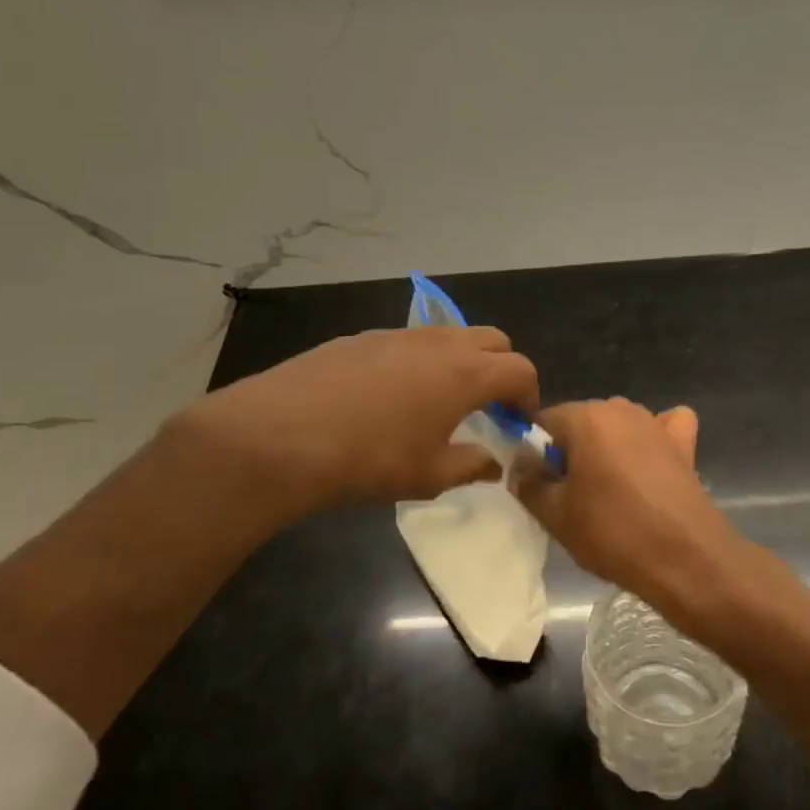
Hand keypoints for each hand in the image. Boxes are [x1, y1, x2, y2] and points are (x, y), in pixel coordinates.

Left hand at [172, 326, 537, 520]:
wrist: (280, 436)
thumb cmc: (370, 460)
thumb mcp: (429, 476)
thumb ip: (471, 465)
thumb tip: (493, 463)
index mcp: (466, 373)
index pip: (520, 370)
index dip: (528, 395)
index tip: (518, 421)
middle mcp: (438, 342)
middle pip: (492, 339)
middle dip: (501, 369)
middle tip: (487, 406)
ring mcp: (396, 334)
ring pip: (448, 335)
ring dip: (459, 361)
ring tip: (438, 401)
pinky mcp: (359, 337)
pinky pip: (407, 342)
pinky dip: (418, 361)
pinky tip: (388, 397)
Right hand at [513, 398, 764, 629]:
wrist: (686, 558)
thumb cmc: (613, 533)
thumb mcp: (556, 516)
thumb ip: (529, 484)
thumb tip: (521, 468)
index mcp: (585, 418)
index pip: (543, 421)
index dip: (533, 452)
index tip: (536, 484)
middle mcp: (620, 408)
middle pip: (580, 423)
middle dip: (570, 451)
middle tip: (569, 496)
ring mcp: (655, 423)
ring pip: (616, 427)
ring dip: (606, 449)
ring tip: (608, 492)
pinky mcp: (683, 443)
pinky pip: (662, 428)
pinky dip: (653, 440)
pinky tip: (649, 465)